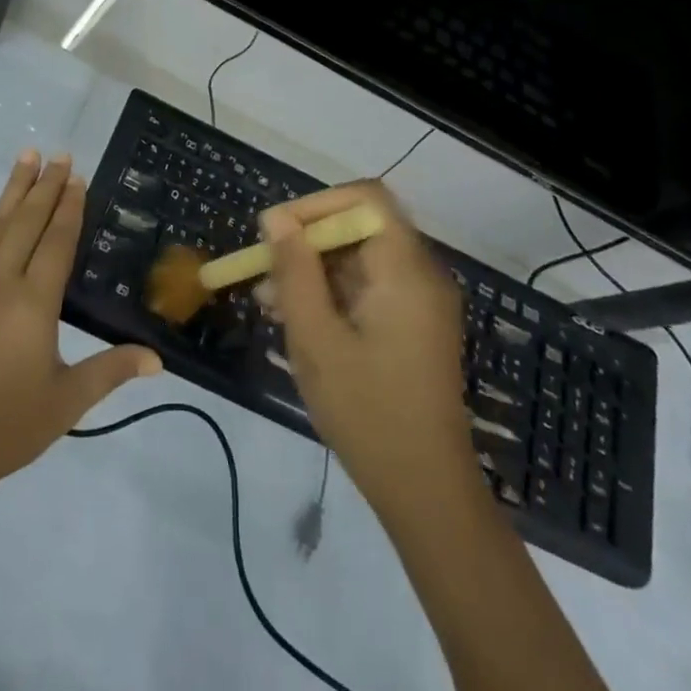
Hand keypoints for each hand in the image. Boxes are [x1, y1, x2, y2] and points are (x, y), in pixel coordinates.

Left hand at [0, 150, 160, 502]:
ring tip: (28, 155)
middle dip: (47, 186)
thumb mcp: (63, 404)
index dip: (70, 208)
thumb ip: (110, 372)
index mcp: (34, 303)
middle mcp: (1, 280)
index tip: (78, 177)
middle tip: (61, 155)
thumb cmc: (0, 429)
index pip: (58, 242)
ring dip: (13, 187)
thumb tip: (157, 359)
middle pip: (29, 222)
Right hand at [261, 181, 473, 514]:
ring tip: (267, 301)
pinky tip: (294, 318)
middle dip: (306, 242)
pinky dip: (330, 293)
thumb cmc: (368, 412)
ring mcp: (419, 300)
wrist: (427, 493)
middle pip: (359, 227)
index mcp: (405, 269)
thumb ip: (295, 271)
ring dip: (312, 270)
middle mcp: (420, 274)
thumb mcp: (316, 338)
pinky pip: (367, 287)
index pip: (365, 198)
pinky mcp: (412, 324)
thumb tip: (277, 218)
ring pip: (358, 258)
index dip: (317, 204)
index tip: (276, 230)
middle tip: (263, 271)